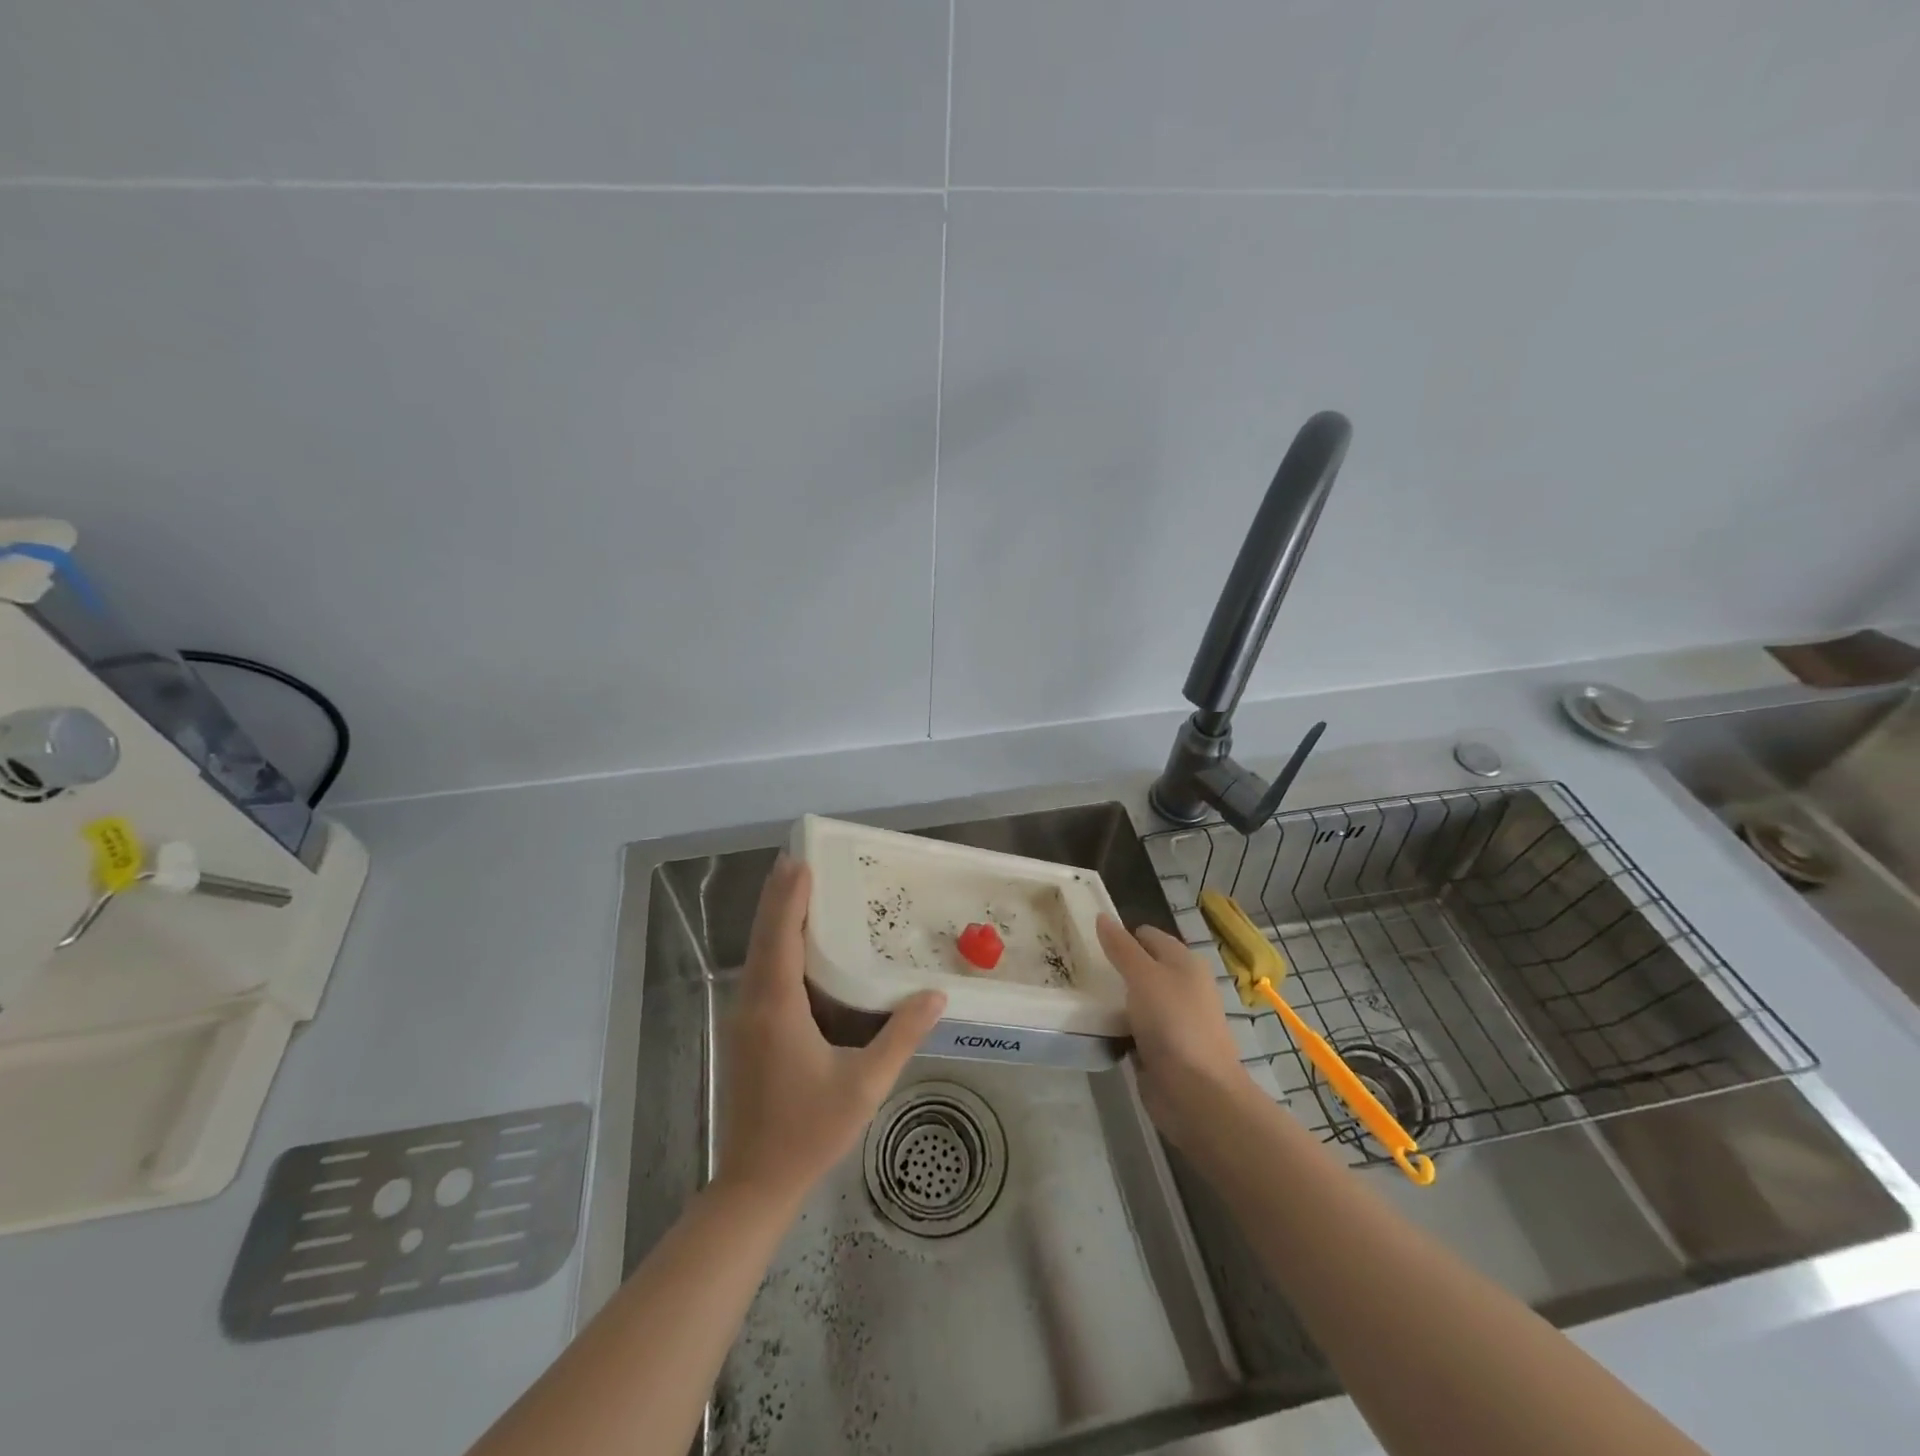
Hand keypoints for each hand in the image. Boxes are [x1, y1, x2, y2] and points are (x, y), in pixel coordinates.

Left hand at [717, 854, 945, 1207]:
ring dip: (773, 918)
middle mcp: (752, 1004)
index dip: (790, 898)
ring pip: (755, 954)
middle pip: (763, 937)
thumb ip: (900, 1036)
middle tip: (797, 859)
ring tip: (794, 887)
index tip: (801, 861)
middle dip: (778, 896)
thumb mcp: (864, 1085)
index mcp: (777, 1008)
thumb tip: (936, 995)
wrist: (753, 1183)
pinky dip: (772, 945)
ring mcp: (742, 1018)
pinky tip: (791, 943)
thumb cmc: (809, 1131)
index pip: (781, 938)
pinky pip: (757, 973)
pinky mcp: (743, 1032)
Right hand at [1097, 914, 1259, 1150]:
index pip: (1147, 936)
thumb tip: (1102, 917)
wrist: (1198, 1094)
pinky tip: (1094, 1025)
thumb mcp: (1143, 976)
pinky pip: (1133, 1028)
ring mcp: (1172, 1020)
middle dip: (1113, 967)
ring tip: (1078, 994)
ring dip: (1113, 998)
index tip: (1087, 941)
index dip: (1120, 934)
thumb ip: (1121, 948)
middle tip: (1077, 966)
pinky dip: (1117, 1026)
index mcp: (1184, 962)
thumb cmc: (1173, 1024)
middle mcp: (1181, 987)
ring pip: (1135, 999)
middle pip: (1141, 967)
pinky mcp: (1161, 1049)